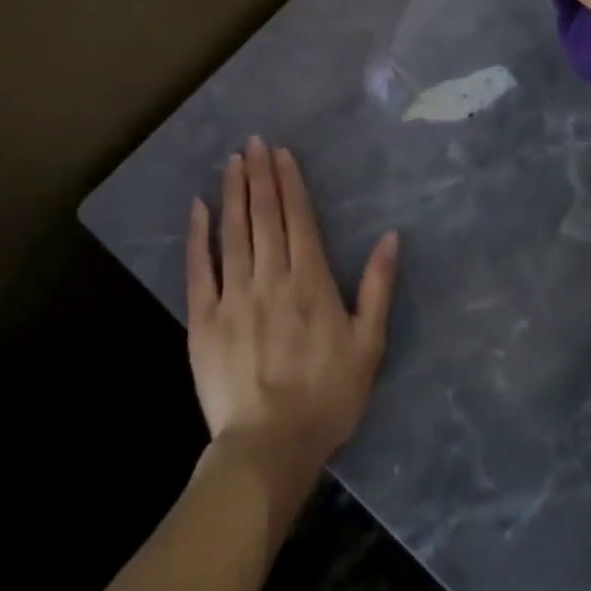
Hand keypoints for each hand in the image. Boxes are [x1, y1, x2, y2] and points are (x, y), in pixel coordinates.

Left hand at [186, 138, 398, 516]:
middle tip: (254, 142)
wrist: (268, 449)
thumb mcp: (368, 344)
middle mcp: (270, 276)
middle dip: (259, 175)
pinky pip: (200, 269)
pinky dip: (198, 236)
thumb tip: (392, 236)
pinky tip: (198, 208)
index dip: (289, 181)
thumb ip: (379, 286)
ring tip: (232, 161)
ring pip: (233, 232)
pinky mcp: (203, 319)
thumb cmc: (326, 397)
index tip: (281, 152)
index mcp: (309, 280)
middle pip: (264, 215)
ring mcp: (233, 296)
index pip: (297, 217)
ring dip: (233, 193)